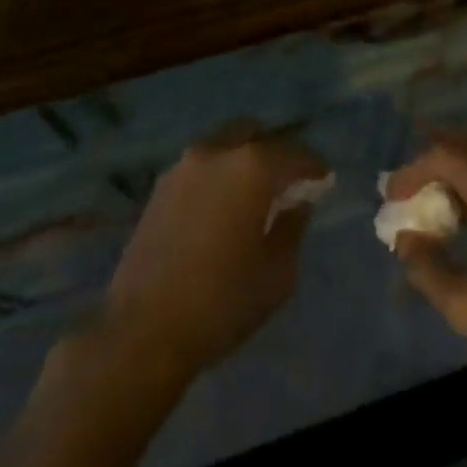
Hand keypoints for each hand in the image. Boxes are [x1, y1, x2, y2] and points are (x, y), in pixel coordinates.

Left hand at [105, 127, 327, 381]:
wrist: (142, 331)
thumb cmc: (222, 302)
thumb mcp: (278, 274)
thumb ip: (294, 228)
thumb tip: (297, 204)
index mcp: (252, 167)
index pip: (294, 154)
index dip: (314, 168)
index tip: (325, 181)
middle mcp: (216, 152)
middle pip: (254, 134)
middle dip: (275, 152)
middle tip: (287, 182)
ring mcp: (183, 166)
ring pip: (224, 146)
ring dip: (243, 161)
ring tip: (253, 195)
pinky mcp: (159, 186)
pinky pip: (201, 166)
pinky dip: (218, 175)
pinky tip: (222, 207)